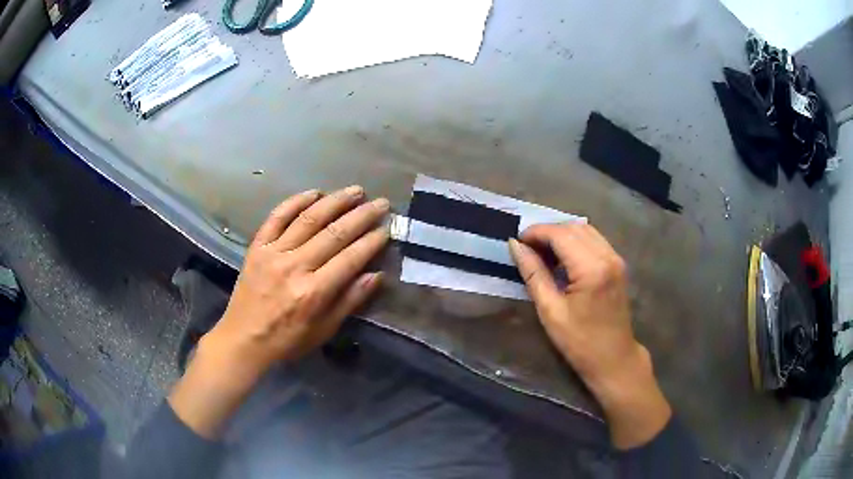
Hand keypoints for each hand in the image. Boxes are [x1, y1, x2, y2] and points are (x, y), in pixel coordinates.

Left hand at [170, 186, 389, 437]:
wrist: (242, 339)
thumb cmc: (287, 340)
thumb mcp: (323, 330)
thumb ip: (349, 301)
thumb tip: (375, 275)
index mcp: (314, 292)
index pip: (350, 258)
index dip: (372, 241)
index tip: (387, 228)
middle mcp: (295, 266)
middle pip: (334, 233)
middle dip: (361, 216)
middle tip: (381, 202)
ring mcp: (274, 252)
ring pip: (309, 218)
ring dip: (335, 201)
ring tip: (355, 191)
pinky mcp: (257, 246)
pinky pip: (277, 216)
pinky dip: (295, 201)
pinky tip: (314, 192)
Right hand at [508, 223, 670, 448]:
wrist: (614, 359)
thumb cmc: (580, 342)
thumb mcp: (551, 311)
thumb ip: (533, 273)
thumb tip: (515, 245)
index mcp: (592, 268)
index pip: (561, 234)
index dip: (536, 232)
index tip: (517, 241)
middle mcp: (608, 256)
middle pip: (574, 227)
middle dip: (548, 232)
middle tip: (527, 248)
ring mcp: (616, 259)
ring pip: (585, 230)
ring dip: (561, 235)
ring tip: (542, 252)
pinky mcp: (618, 264)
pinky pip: (594, 240)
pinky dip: (575, 242)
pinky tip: (562, 259)